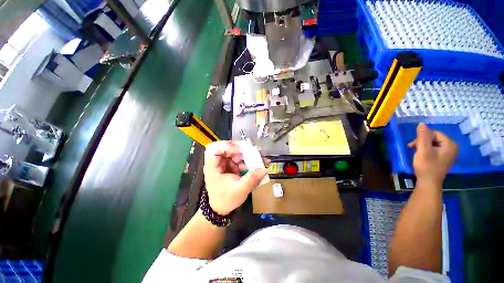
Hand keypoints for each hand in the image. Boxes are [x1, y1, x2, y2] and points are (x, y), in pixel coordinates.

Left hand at [203, 141, 267, 214]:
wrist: (222, 208)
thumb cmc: (226, 200)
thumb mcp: (240, 190)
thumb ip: (251, 179)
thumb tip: (263, 168)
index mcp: (212, 168)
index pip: (213, 149)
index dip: (226, 146)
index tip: (240, 150)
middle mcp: (216, 162)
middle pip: (224, 146)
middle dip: (238, 147)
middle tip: (249, 150)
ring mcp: (223, 162)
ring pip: (233, 150)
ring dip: (244, 153)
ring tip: (256, 157)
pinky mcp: (230, 164)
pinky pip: (238, 157)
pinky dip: (246, 158)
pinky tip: (255, 163)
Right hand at [408, 123, 457, 184]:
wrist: (429, 182)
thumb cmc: (426, 166)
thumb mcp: (423, 150)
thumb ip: (423, 136)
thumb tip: (421, 123)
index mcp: (450, 144)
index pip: (434, 133)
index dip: (422, 137)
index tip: (413, 145)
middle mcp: (453, 147)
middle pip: (435, 138)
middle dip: (423, 142)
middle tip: (413, 149)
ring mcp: (450, 153)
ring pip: (434, 143)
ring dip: (424, 146)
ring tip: (417, 153)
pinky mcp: (445, 158)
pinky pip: (436, 149)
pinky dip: (428, 150)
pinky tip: (423, 156)